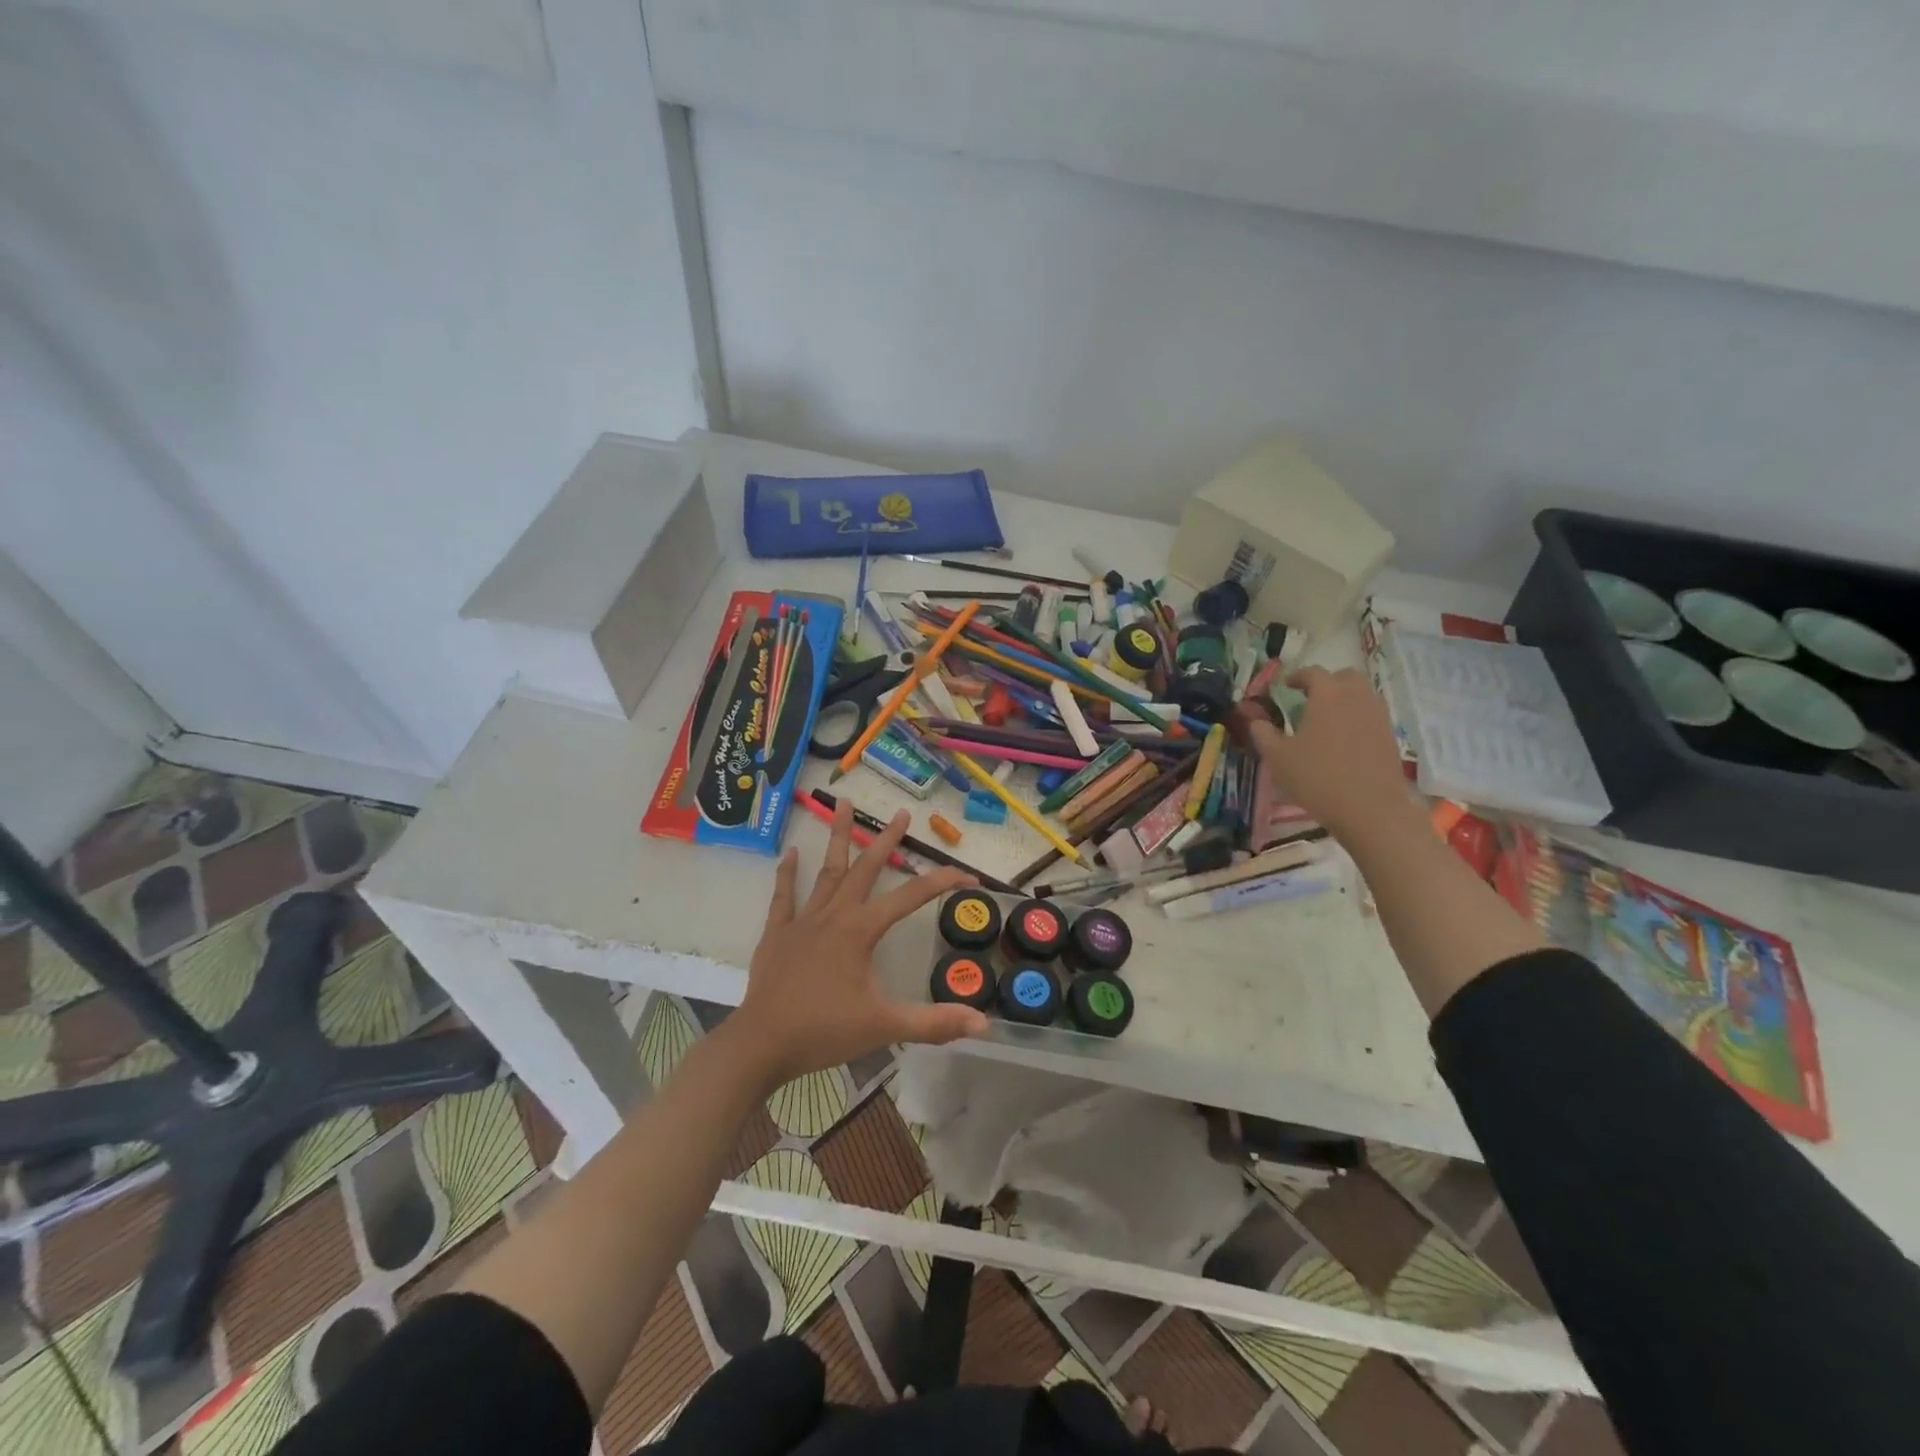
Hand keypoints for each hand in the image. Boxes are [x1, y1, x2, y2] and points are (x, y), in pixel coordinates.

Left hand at [725, 798, 988, 1088]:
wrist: (761, 1045)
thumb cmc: (824, 1032)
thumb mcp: (884, 1027)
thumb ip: (933, 1022)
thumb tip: (983, 1023)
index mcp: (861, 931)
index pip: (911, 897)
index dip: (942, 883)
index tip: (969, 876)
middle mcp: (834, 915)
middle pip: (865, 869)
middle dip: (886, 840)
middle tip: (901, 813)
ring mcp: (803, 921)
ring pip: (826, 871)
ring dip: (838, 837)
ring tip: (844, 803)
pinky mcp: (778, 933)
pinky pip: (784, 896)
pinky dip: (788, 873)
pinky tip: (791, 852)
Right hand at [1245, 667, 1417, 837]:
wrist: (1370, 808)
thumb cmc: (1318, 777)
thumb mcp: (1278, 757)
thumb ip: (1264, 734)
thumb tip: (1255, 721)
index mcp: (1327, 695)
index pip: (1312, 673)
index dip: (1296, 677)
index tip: (1285, 686)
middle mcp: (1356, 697)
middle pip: (1345, 677)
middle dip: (1327, 682)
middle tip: (1310, 699)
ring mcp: (1377, 716)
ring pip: (1362, 695)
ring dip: (1344, 699)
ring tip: (1326, 720)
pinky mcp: (1390, 736)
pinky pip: (1371, 715)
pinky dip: (1357, 717)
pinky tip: (1343, 739)